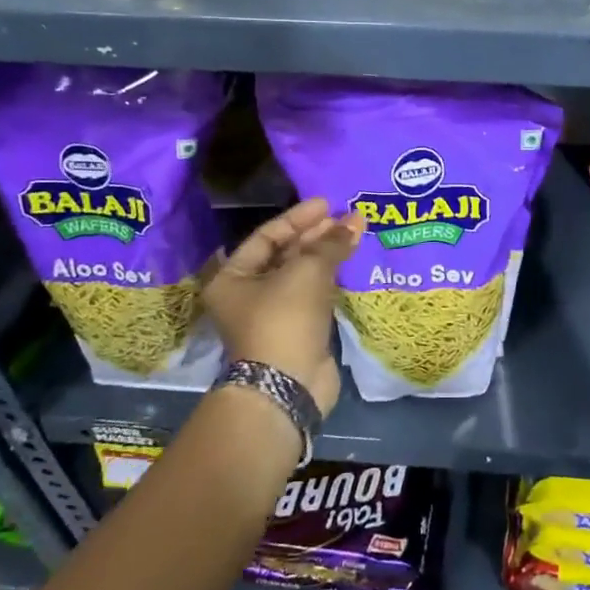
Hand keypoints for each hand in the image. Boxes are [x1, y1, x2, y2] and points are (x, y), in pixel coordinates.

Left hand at [204, 198, 363, 416]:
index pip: (267, 236)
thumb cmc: (284, 320)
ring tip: (355, 234)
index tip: (328, 204)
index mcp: (233, 277)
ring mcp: (274, 314)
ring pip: (302, 274)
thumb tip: (357, 220)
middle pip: (285, 253)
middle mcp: (248, 293)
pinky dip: (331, 278)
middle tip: (347, 218)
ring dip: (327, 255)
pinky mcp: (297, 329)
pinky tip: (350, 262)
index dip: (298, 218)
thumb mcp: (306, 273)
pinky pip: (314, 294)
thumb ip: (331, 243)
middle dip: (317, 235)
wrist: (287, 386)